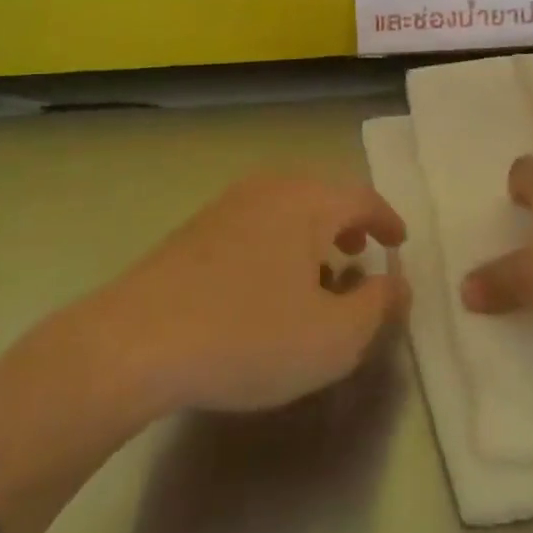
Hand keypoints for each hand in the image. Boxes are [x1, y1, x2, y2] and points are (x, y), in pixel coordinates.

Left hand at [101, 174, 409, 415]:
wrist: (133, 343)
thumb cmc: (248, 336)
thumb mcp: (333, 337)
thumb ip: (378, 306)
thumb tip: (399, 282)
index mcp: (307, 201)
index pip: (362, 197)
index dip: (387, 220)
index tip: (400, 243)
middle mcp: (269, 188)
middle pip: (323, 194)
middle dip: (348, 224)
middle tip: (361, 256)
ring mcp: (226, 205)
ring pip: (287, 208)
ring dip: (312, 235)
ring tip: (318, 275)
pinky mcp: (194, 230)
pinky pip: (256, 223)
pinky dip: (279, 243)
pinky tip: (268, 286)